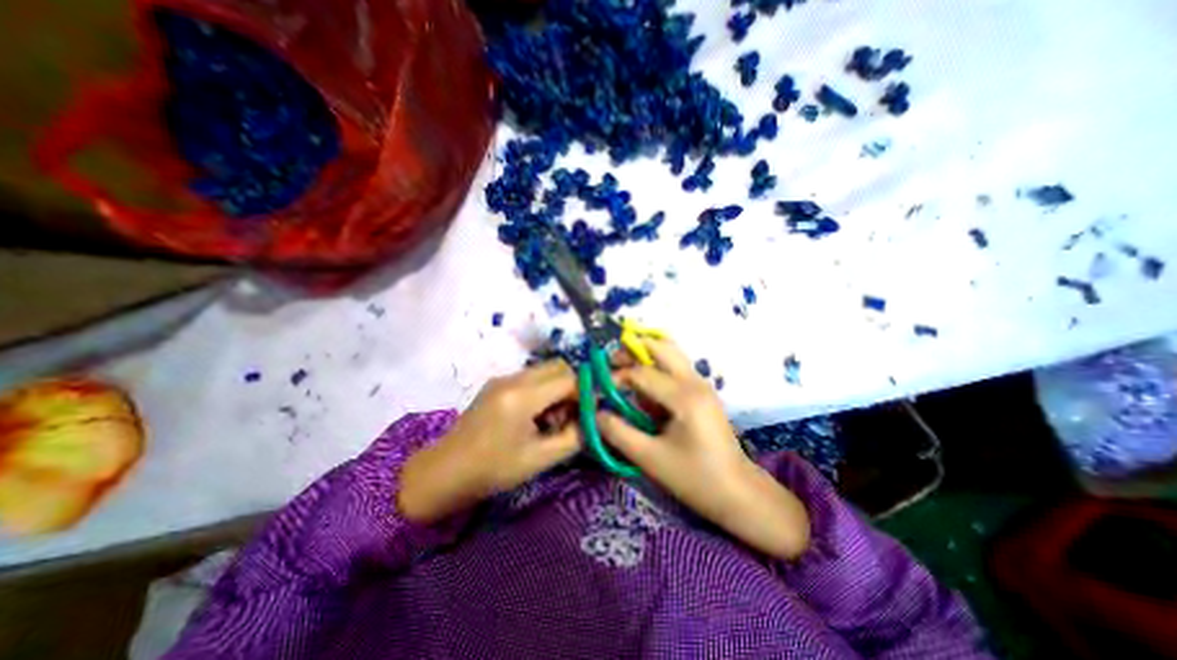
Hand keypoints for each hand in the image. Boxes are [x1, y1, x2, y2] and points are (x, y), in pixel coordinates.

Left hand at [398, 363, 580, 522]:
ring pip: (545, 370)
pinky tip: (534, 417)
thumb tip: (595, 420)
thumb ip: (574, 437)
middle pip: (558, 366)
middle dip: (573, 387)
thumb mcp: (540, 459)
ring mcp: (503, 378)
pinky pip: (531, 378)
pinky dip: (543, 391)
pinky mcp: (497, 384)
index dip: (586, 392)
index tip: (593, 411)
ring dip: (558, 388)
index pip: (569, 379)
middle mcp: (513, 378)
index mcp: (523, 396)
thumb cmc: (492, 470)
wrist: (443, 472)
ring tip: (551, 420)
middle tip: (570, 416)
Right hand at [600, 340, 810, 562]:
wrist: (738, 492)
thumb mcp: (650, 459)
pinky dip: (657, 366)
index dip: (615, 377)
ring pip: (671, 352)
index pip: (641, 373)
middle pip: (661, 347)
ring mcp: (701, 384)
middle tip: (610, 363)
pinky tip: (644, 384)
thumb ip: (619, 433)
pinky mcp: (702, 391)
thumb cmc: (694, 478)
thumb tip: (595, 413)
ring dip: (646, 354)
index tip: (598, 390)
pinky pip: (676, 367)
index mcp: (684, 397)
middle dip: (632, 350)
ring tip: (623, 368)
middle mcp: (695, 381)